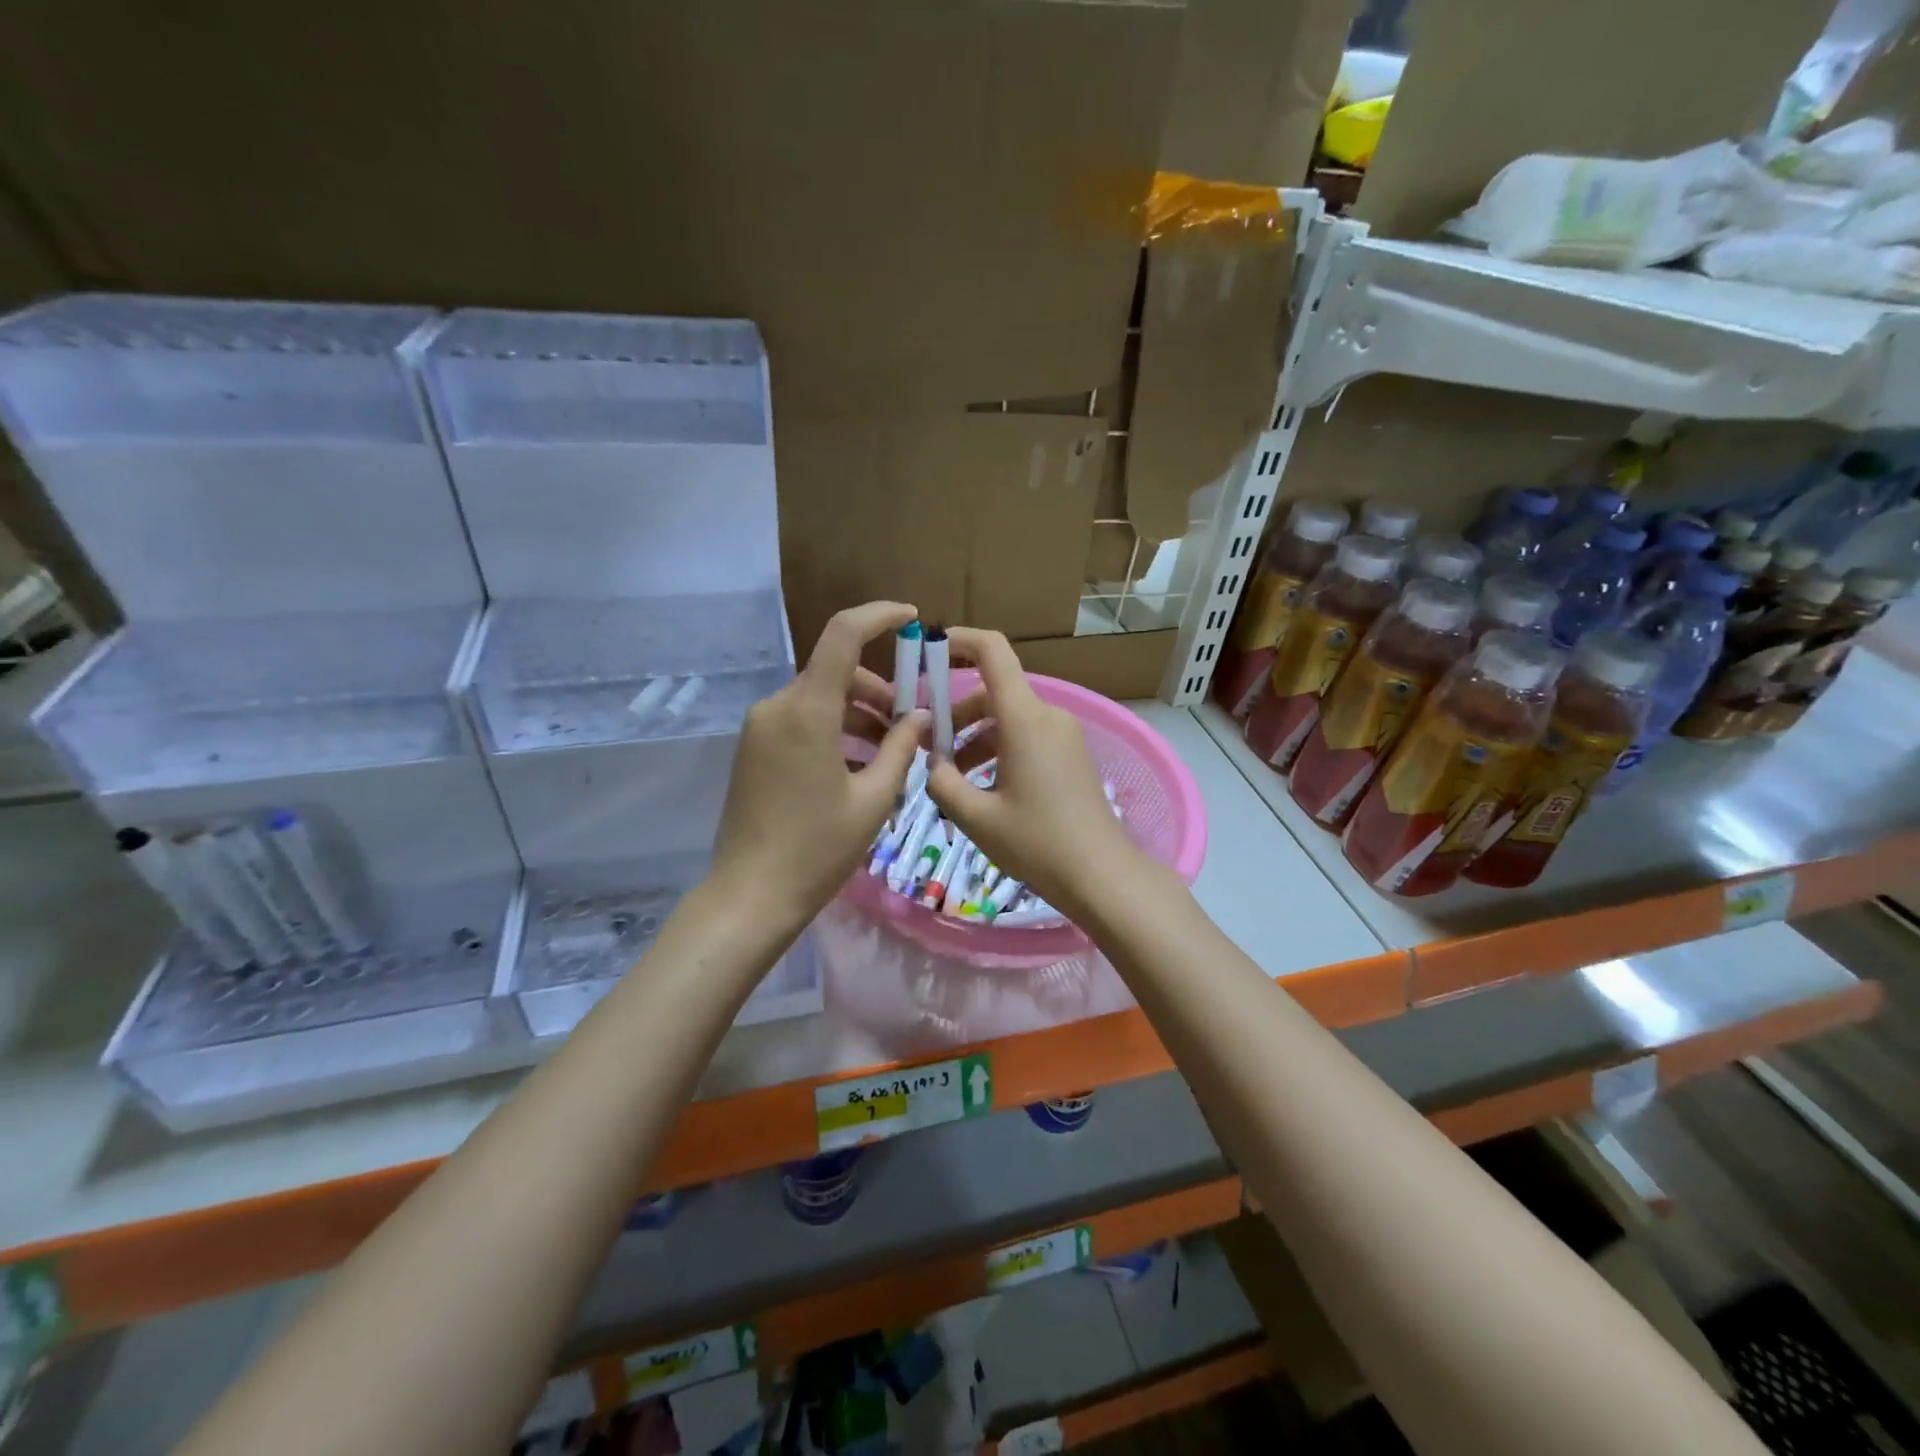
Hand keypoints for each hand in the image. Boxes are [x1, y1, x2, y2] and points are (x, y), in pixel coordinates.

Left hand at [710, 602, 927, 928]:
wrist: (751, 896)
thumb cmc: (818, 849)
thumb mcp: (874, 798)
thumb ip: (902, 748)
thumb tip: (921, 716)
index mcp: (807, 711)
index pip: (842, 634)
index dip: (879, 617)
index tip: (911, 618)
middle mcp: (777, 706)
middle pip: (836, 672)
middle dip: (879, 690)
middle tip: (911, 726)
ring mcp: (760, 728)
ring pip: (820, 698)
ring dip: (859, 714)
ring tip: (890, 755)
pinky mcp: (754, 749)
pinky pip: (802, 720)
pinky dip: (834, 729)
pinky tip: (858, 767)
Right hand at [927, 628, 1148, 921]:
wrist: (1102, 875)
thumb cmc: (1037, 843)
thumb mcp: (976, 817)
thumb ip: (943, 783)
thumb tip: (933, 765)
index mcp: (1025, 718)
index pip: (993, 651)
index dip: (960, 640)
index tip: (929, 650)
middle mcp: (1048, 715)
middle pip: (993, 693)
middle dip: (955, 715)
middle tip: (926, 750)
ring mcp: (1063, 735)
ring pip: (1008, 718)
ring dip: (974, 738)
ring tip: (950, 779)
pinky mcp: (1071, 755)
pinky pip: (1026, 736)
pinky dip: (998, 750)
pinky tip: (982, 789)